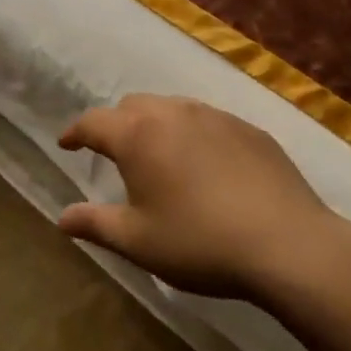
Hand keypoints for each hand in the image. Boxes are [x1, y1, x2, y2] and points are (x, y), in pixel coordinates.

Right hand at [57, 94, 350, 301]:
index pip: (92, 122)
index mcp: (137, 135)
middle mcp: (172, 113)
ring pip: (171, 108)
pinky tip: (205, 165)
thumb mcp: (138, 241)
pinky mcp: (248, 128)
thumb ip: (95, 224)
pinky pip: (207, 120)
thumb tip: (62, 217)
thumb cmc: (200, 243)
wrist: (288, 244)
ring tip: (159, 155)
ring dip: (154, 124)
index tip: (66, 144)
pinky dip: (192, 134)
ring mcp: (214, 116)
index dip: (75, 132)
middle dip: (115, 124)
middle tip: (114, 153)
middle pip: (131, 106)